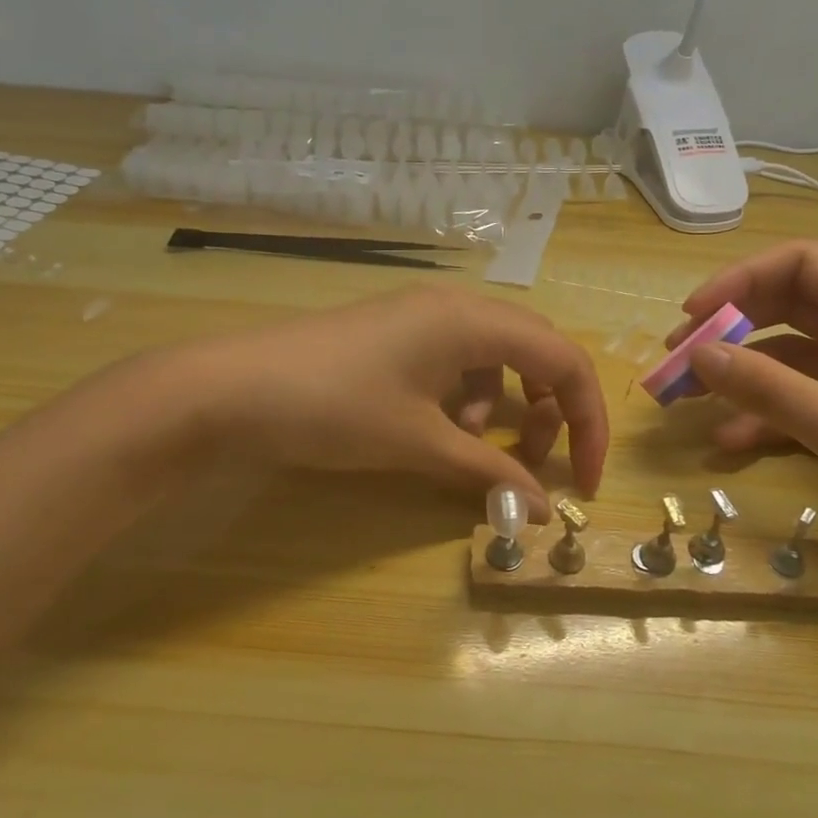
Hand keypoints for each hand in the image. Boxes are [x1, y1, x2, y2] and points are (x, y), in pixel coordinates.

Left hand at [187, 287, 608, 518]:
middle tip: (536, 460)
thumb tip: (543, 511)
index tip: (582, 480)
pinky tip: (436, 429)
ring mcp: (424, 316)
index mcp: (472, 320)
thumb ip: (488, 471)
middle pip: (536, 351)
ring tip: (472, 449)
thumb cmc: (334, 408)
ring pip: (496, 357)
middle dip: (549, 409)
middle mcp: (457, 306)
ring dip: (504, 405)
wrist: (231, 389)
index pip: (563, 360)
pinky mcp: (398, 333)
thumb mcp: (418, 443)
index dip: (586, 420)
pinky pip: (458, 360)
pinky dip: (465, 397)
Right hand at [667, 242, 817, 625]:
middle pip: (789, 309)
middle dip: (731, 326)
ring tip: (686, 398)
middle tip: (677, 356)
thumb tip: (697, 353)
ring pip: (787, 361)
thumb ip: (768, 388)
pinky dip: (761, 418)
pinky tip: (727, 443)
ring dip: (738, 374)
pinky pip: (797, 407)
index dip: (744, 278)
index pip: (805, 265)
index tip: (695, 314)